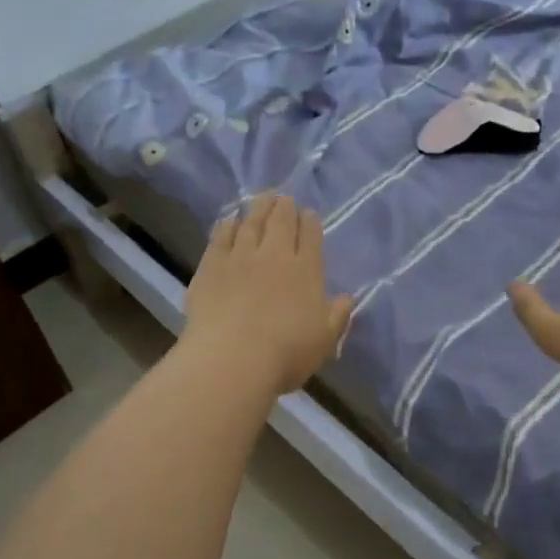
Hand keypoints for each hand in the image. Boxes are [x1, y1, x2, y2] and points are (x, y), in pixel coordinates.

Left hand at [181, 192, 354, 395]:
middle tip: (283, 198)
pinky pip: (220, 237)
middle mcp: (275, 255)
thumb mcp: (324, 341)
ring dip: (258, 208)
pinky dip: (227, 226)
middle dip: (285, 206)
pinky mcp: (211, 265)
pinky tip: (229, 221)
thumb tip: (348, 297)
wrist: (231, 359)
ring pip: (251, 222)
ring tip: (261, 198)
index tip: (308, 214)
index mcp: (306, 270)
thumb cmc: (286, 354)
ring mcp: (240, 256)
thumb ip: (337, 316)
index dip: (310, 222)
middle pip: (281, 221)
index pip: (310, 235)